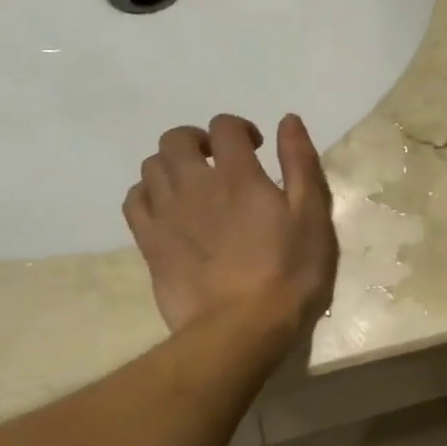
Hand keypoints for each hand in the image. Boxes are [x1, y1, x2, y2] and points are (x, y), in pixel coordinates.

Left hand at [124, 114, 338, 335]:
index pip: (225, 127)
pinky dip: (148, 194)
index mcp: (238, 174)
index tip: (257, 148)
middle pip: (176, 140)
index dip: (240, 129)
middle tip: (220, 161)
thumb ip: (300, 163)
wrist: (243, 325)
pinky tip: (169, 209)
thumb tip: (288, 120)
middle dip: (198, 140)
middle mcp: (194, 184)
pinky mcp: (149, 242)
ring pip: (151, 167)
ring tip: (195, 186)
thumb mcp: (312, 214)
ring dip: (173, 166)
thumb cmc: (290, 270)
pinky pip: (134, 201)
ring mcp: (166, 213)